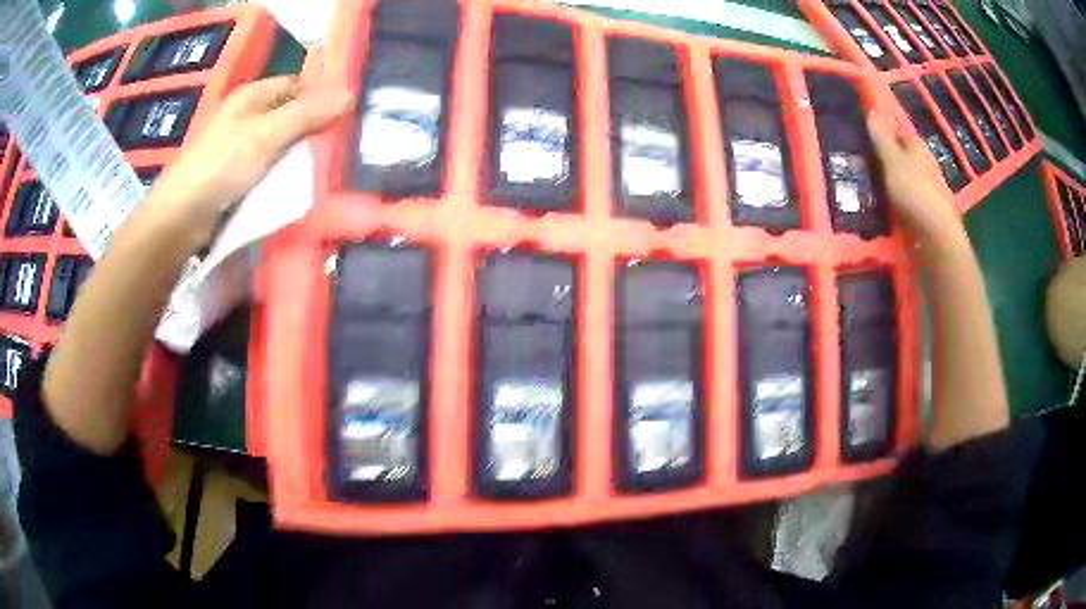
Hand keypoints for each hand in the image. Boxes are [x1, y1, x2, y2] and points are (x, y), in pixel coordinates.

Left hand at [145, 76, 354, 243]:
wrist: (180, 218)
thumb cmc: (221, 166)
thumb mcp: (268, 135)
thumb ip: (308, 114)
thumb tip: (352, 95)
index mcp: (250, 96)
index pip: (296, 84)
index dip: (321, 94)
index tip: (348, 113)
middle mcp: (244, 116)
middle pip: (288, 113)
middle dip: (312, 127)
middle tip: (340, 144)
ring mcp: (237, 147)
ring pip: (278, 143)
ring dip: (298, 154)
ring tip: (324, 166)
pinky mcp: (233, 176)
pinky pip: (266, 168)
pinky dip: (281, 174)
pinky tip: (296, 185)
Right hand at [867, 113, 966, 257]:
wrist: (938, 239)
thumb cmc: (915, 194)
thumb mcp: (894, 162)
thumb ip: (882, 138)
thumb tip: (872, 110)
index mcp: (919, 148)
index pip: (900, 129)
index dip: (885, 126)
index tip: (866, 128)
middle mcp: (926, 166)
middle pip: (905, 154)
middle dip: (888, 154)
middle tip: (864, 157)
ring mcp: (929, 191)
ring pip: (907, 177)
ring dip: (893, 178)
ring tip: (871, 182)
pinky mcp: (927, 213)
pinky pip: (908, 199)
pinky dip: (898, 198)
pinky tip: (886, 204)